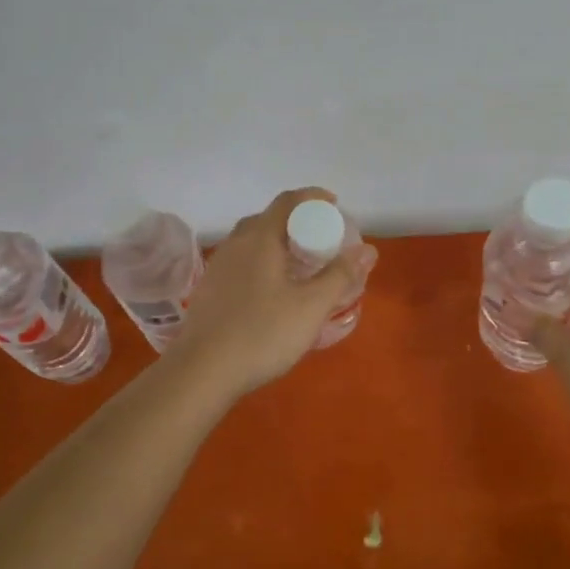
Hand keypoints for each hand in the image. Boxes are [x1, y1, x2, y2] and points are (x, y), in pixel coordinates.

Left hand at [167, 187, 368, 399]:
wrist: (201, 372)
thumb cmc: (262, 333)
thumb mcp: (311, 306)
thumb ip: (340, 275)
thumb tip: (368, 250)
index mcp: (260, 238)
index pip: (287, 201)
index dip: (313, 197)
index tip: (334, 205)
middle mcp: (236, 244)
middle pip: (268, 219)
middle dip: (296, 222)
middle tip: (320, 240)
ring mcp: (218, 267)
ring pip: (252, 242)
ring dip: (277, 244)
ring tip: (300, 265)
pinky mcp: (209, 290)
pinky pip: (241, 262)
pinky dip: (262, 263)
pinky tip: (272, 291)